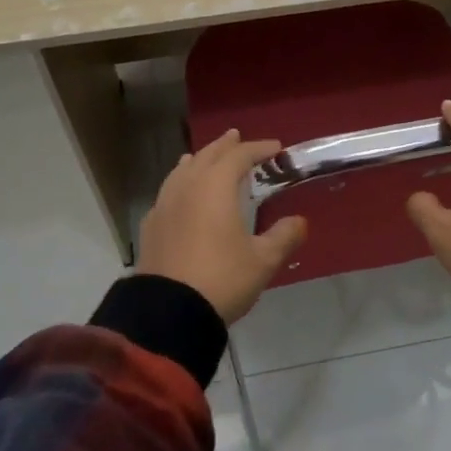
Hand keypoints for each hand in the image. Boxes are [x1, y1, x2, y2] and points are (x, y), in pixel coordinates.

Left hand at [137, 129, 307, 324]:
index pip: (238, 156)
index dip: (258, 148)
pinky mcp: (151, 226)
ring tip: (205, 157)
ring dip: (198, 160)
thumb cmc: (222, 278)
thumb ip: (284, 236)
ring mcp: (164, 205)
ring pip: (182, 171)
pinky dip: (180, 182)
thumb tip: (299, 222)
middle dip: (225, 146)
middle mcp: (187, 187)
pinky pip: (168, 190)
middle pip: (207, 156)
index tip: (276, 148)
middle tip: (237, 138)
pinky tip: (182, 195)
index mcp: (215, 187)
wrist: (168, 313)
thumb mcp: (263, 261)